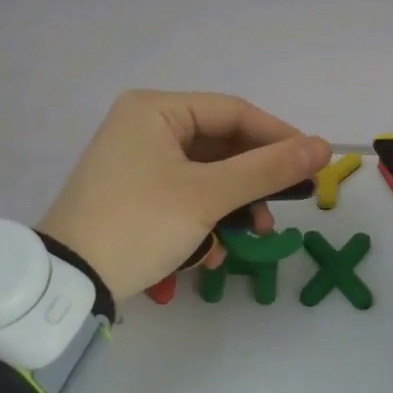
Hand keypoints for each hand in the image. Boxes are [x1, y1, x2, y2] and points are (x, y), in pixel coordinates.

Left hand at [38, 91, 330, 300]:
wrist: (68, 283)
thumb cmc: (139, 224)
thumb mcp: (208, 196)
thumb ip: (268, 169)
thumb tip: (324, 147)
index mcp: (156, 109)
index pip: (234, 112)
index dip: (280, 136)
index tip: (315, 164)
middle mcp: (145, 125)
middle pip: (222, 144)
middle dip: (256, 180)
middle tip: (290, 204)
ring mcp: (137, 161)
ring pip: (207, 174)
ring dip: (235, 205)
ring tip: (257, 235)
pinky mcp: (135, 193)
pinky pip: (186, 194)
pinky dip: (207, 217)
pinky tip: (215, 250)